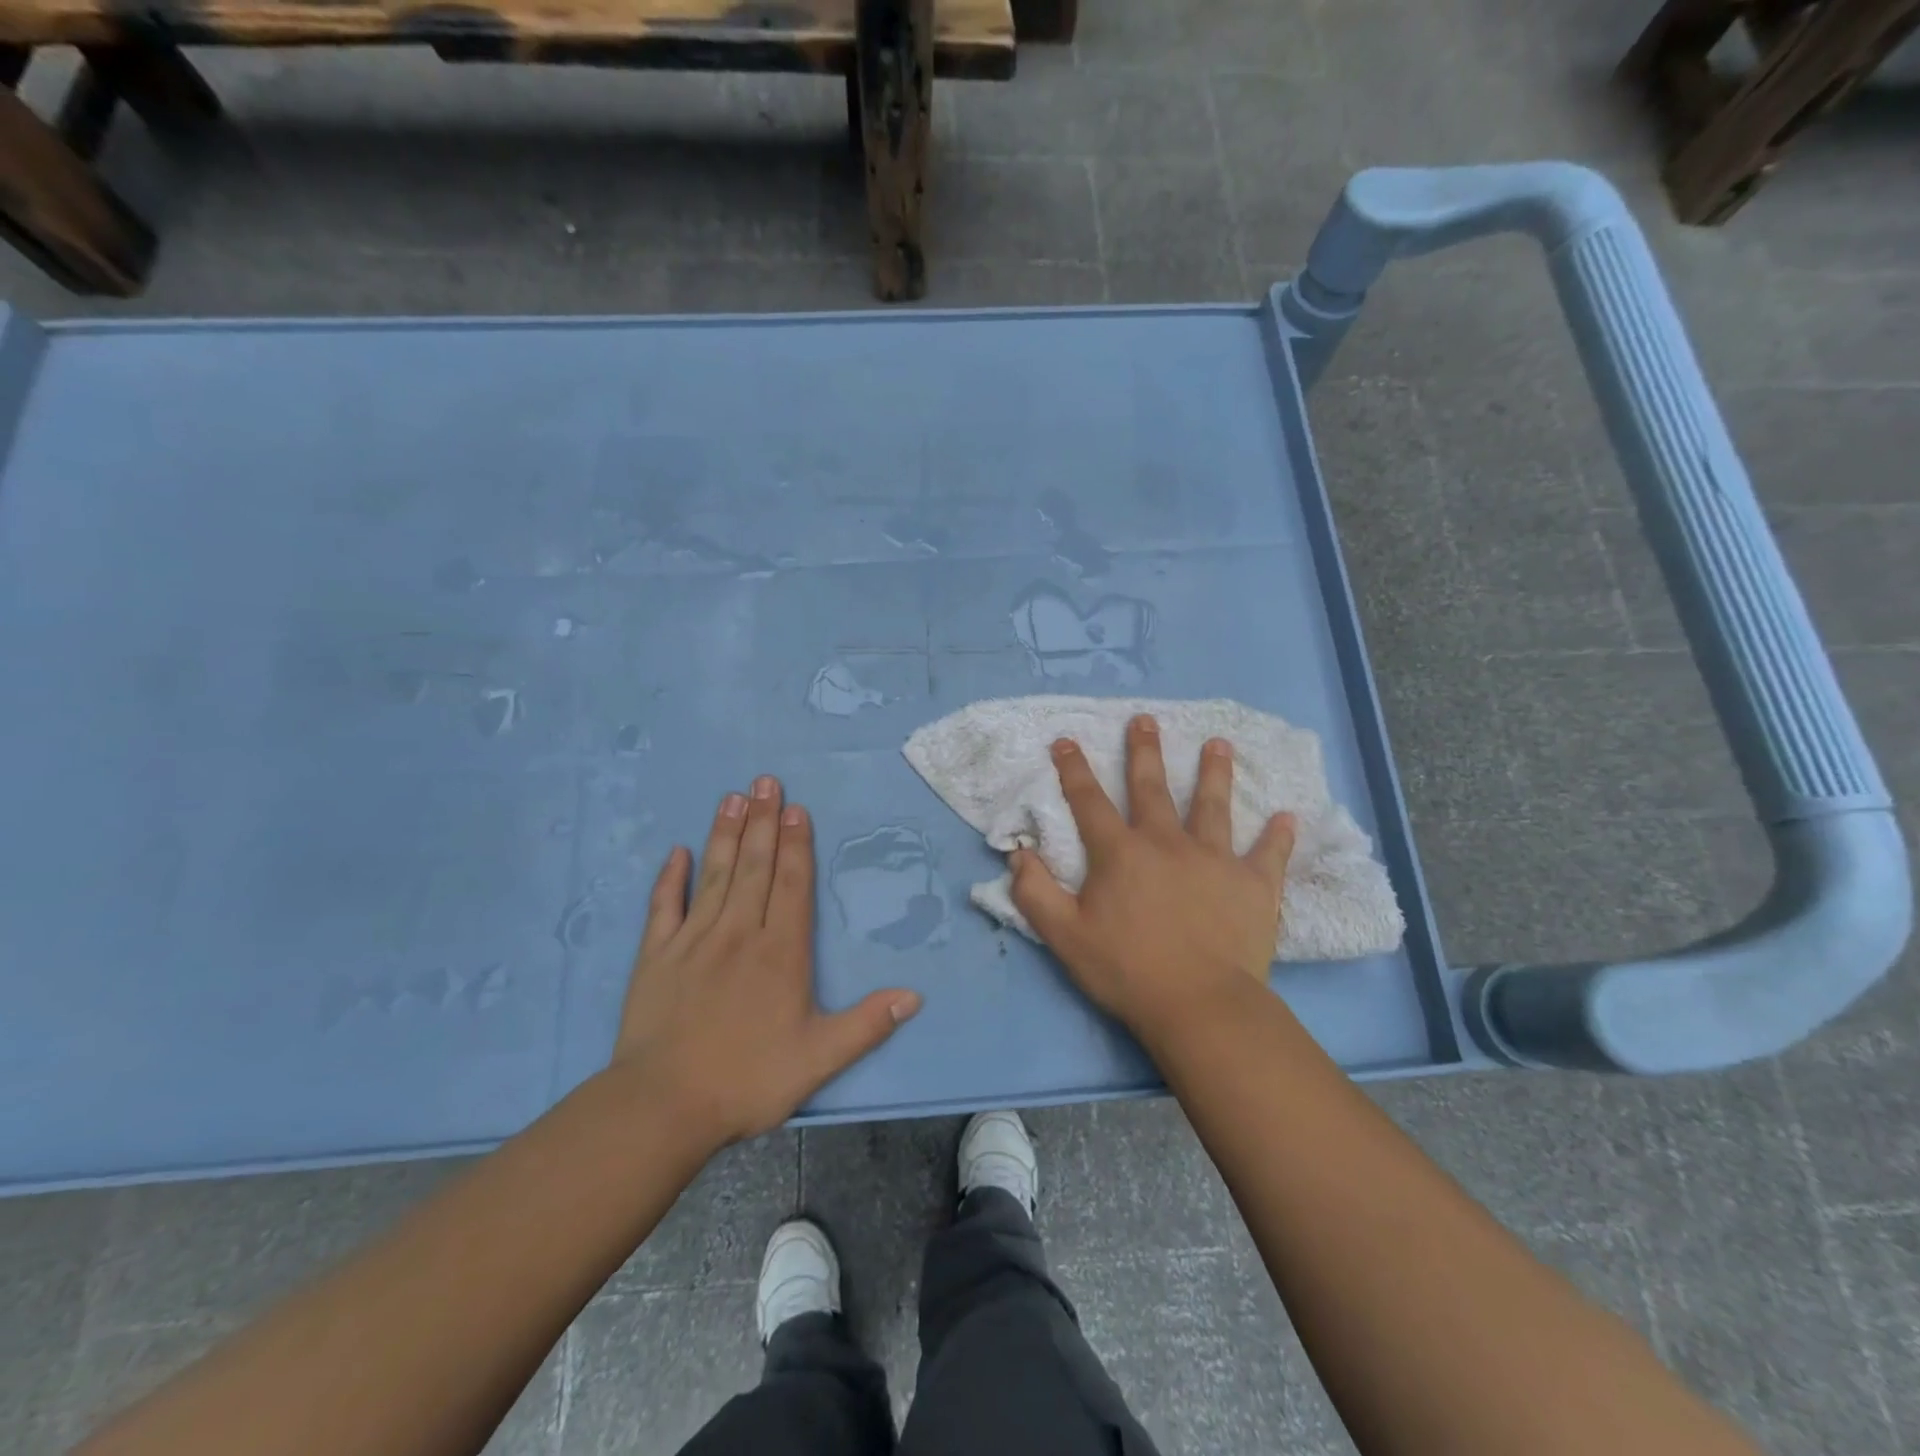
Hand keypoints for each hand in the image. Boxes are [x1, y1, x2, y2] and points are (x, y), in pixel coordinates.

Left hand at [612, 776, 921, 1148]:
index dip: (796, 845)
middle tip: (765, 781)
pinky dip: (670, 878)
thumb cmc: (747, 1079)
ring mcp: (694, 940)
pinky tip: (677, 852)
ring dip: (724, 834)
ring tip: (732, 798)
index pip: (791, 884)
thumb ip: (867, 1024)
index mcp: (780, 952)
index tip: (796, 809)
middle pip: (754, 866)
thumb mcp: (819, 1059)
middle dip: (763, 822)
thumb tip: (915, 996)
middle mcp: (739, 933)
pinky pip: (665, 907)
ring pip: (714, 875)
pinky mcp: (656, 956)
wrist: (664, 1106)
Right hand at [1010, 714, 1294, 1033]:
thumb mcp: (1064, 936)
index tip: (1065, 741)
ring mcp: (1214, 860)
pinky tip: (1288, 817)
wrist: (1199, 1006)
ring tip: (1218, 744)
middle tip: (1145, 720)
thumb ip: (1035, 892)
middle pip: (1152, 788)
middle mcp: (1167, 843)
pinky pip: (1267, 854)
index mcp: (1120, 854)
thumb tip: (1019, 852)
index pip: (1090, 801)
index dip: (1074, 770)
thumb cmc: (1127, 971)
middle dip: (1144, 752)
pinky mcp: (1253, 884)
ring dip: (1214, 773)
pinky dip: (1277, 836)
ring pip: (1213, 806)